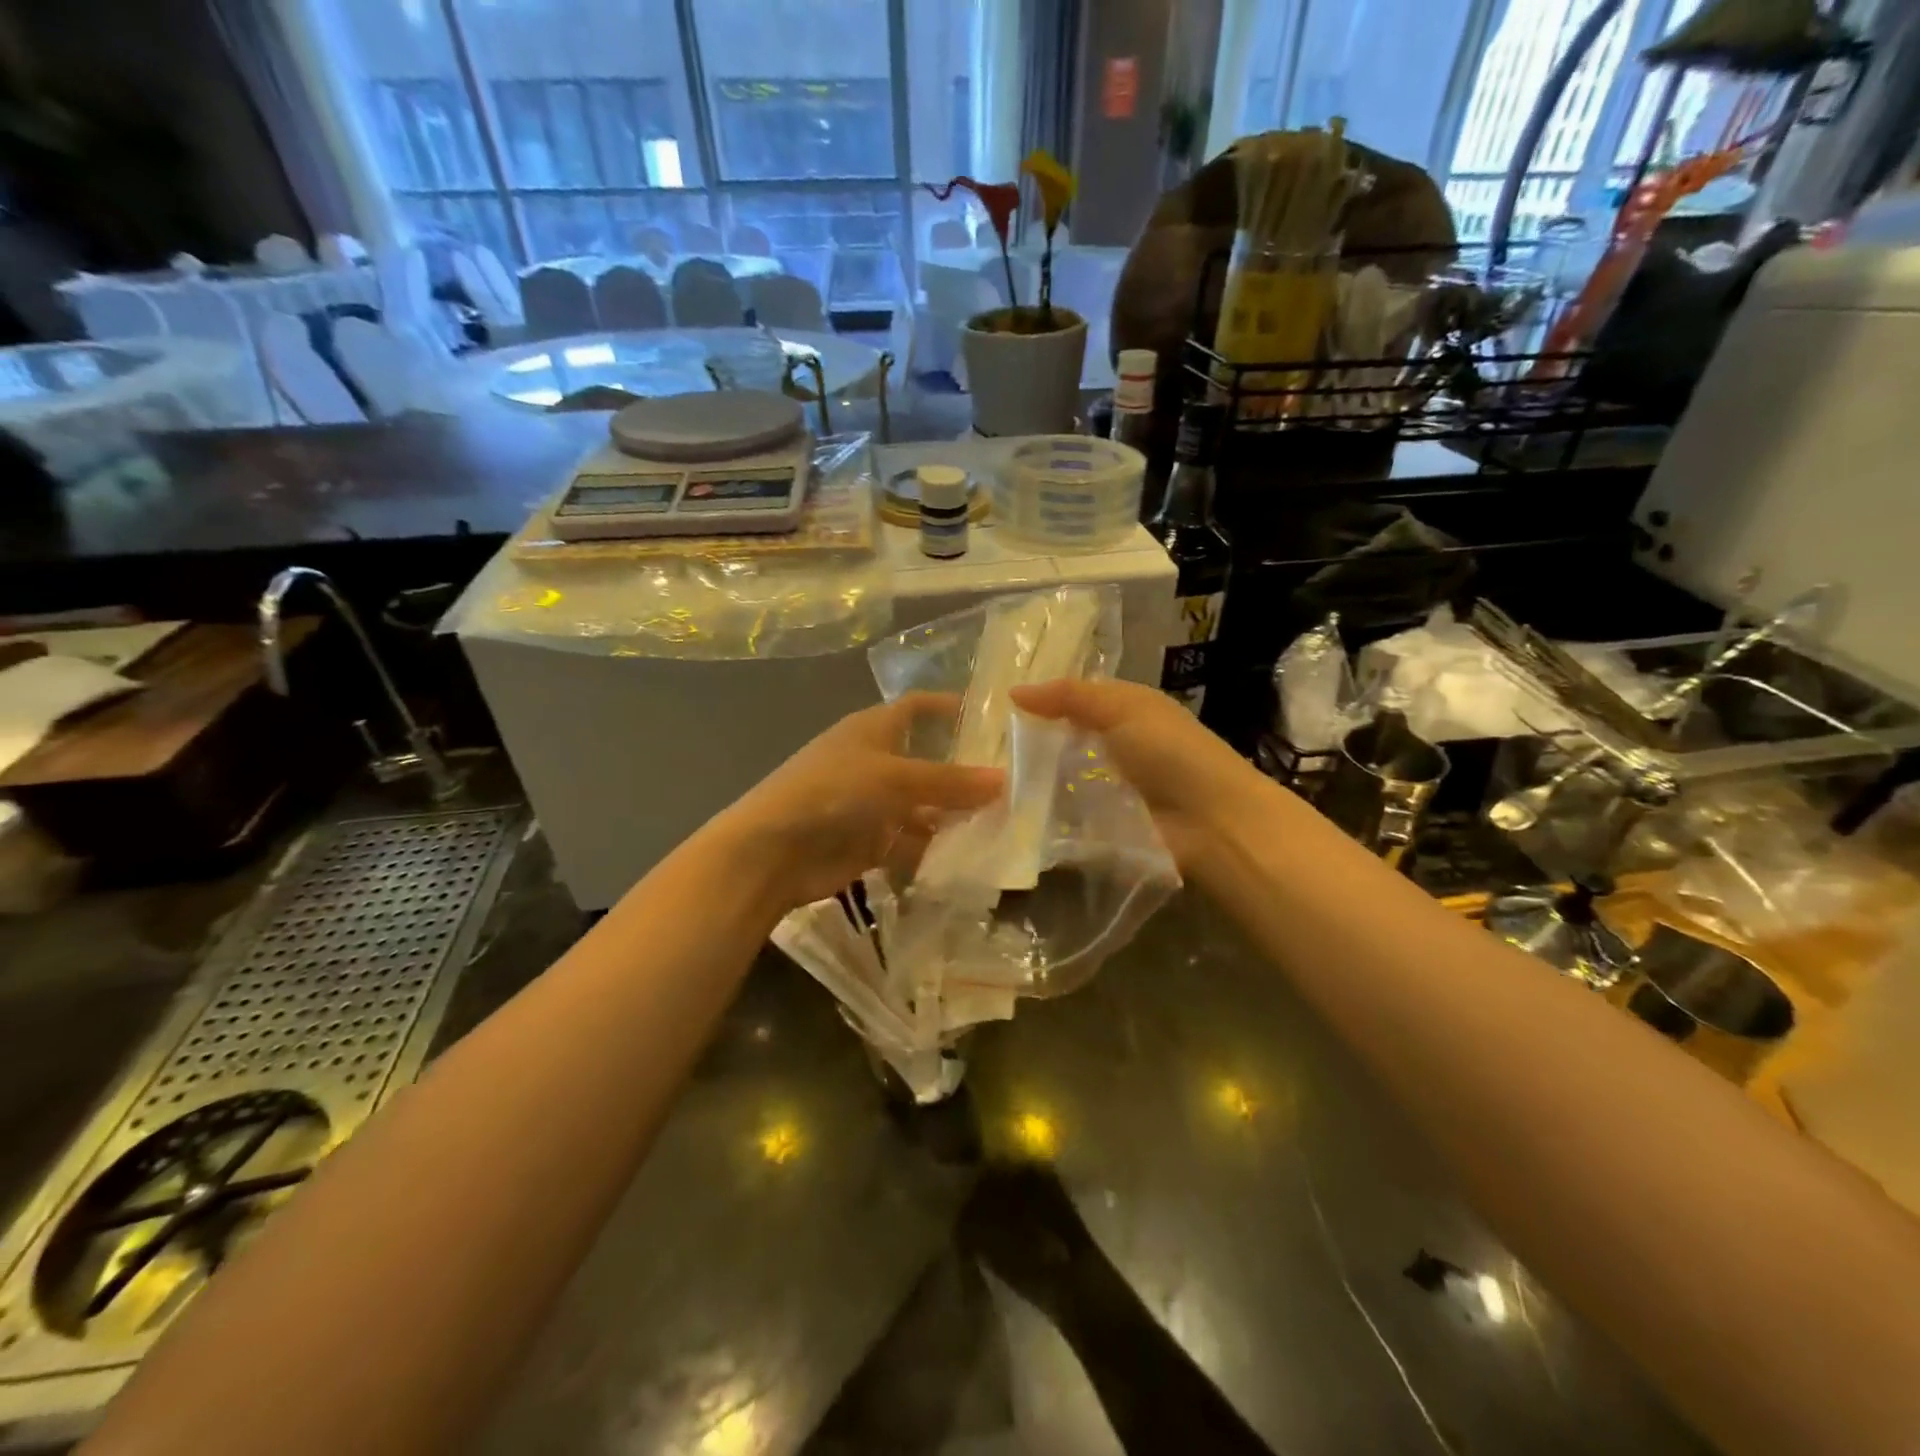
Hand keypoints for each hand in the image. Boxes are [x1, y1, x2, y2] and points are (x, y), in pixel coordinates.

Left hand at [715, 693, 1004, 912]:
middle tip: (1018, 784)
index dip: (951, 708)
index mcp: (874, 730)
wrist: (773, 852)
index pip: (918, 708)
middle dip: (966, 774)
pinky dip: (938, 852)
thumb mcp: (895, 778)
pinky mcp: (871, 843)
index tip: (995, 718)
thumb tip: (1004, 780)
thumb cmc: (833, 792)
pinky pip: (914, 844)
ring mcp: (873, 805)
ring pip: (925, 808)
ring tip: (1008, 826)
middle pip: (929, 763)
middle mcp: (876, 763)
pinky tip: (975, 860)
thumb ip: (950, 782)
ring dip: (957, 818)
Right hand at [1009, 678, 1260, 868]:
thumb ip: (1070, 697)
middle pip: (1064, 744)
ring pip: (1060, 781)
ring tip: (987, 787)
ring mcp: (1110, 791)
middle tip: (983, 754)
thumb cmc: (1171, 754)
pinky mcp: (1105, 829)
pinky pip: (1066, 818)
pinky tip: (1013, 816)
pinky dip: (1043, 817)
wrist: (1213, 824)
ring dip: (1032, 784)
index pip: (1075, 703)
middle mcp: (1118, 749)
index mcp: (1127, 712)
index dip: (1042, 704)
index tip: (998, 711)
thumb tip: (1014, 692)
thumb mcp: (1123, 709)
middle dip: (1030, 747)